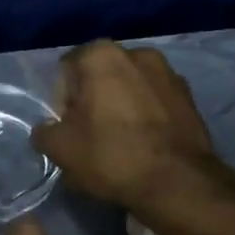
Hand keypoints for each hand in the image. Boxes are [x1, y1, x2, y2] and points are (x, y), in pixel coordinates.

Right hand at [31, 41, 218, 210]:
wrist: (178, 182)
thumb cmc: (111, 156)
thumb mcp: (60, 149)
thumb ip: (44, 131)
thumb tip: (49, 129)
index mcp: (101, 55)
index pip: (66, 70)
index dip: (61, 101)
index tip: (68, 128)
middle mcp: (137, 53)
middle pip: (100, 76)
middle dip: (92, 101)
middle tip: (90, 136)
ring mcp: (169, 72)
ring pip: (130, 88)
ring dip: (120, 106)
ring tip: (120, 142)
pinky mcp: (189, 96)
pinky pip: (155, 101)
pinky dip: (146, 115)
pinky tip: (145, 144)